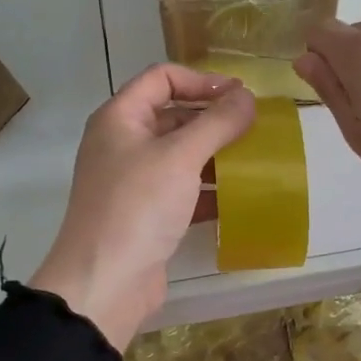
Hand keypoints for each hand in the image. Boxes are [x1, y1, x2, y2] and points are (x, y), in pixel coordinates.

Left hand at [31, 65, 255, 349]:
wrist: (105, 282)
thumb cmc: (138, 206)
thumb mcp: (180, 156)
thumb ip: (216, 122)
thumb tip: (247, 96)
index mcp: (120, 118)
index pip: (161, 78)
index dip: (202, 80)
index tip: (240, 96)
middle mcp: (123, 144)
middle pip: (172, 115)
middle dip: (213, 119)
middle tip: (255, 127)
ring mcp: (133, 181)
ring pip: (180, 155)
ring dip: (216, 155)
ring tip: (255, 161)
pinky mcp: (146, 214)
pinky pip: (182, 190)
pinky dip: (208, 190)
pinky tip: (239, 198)